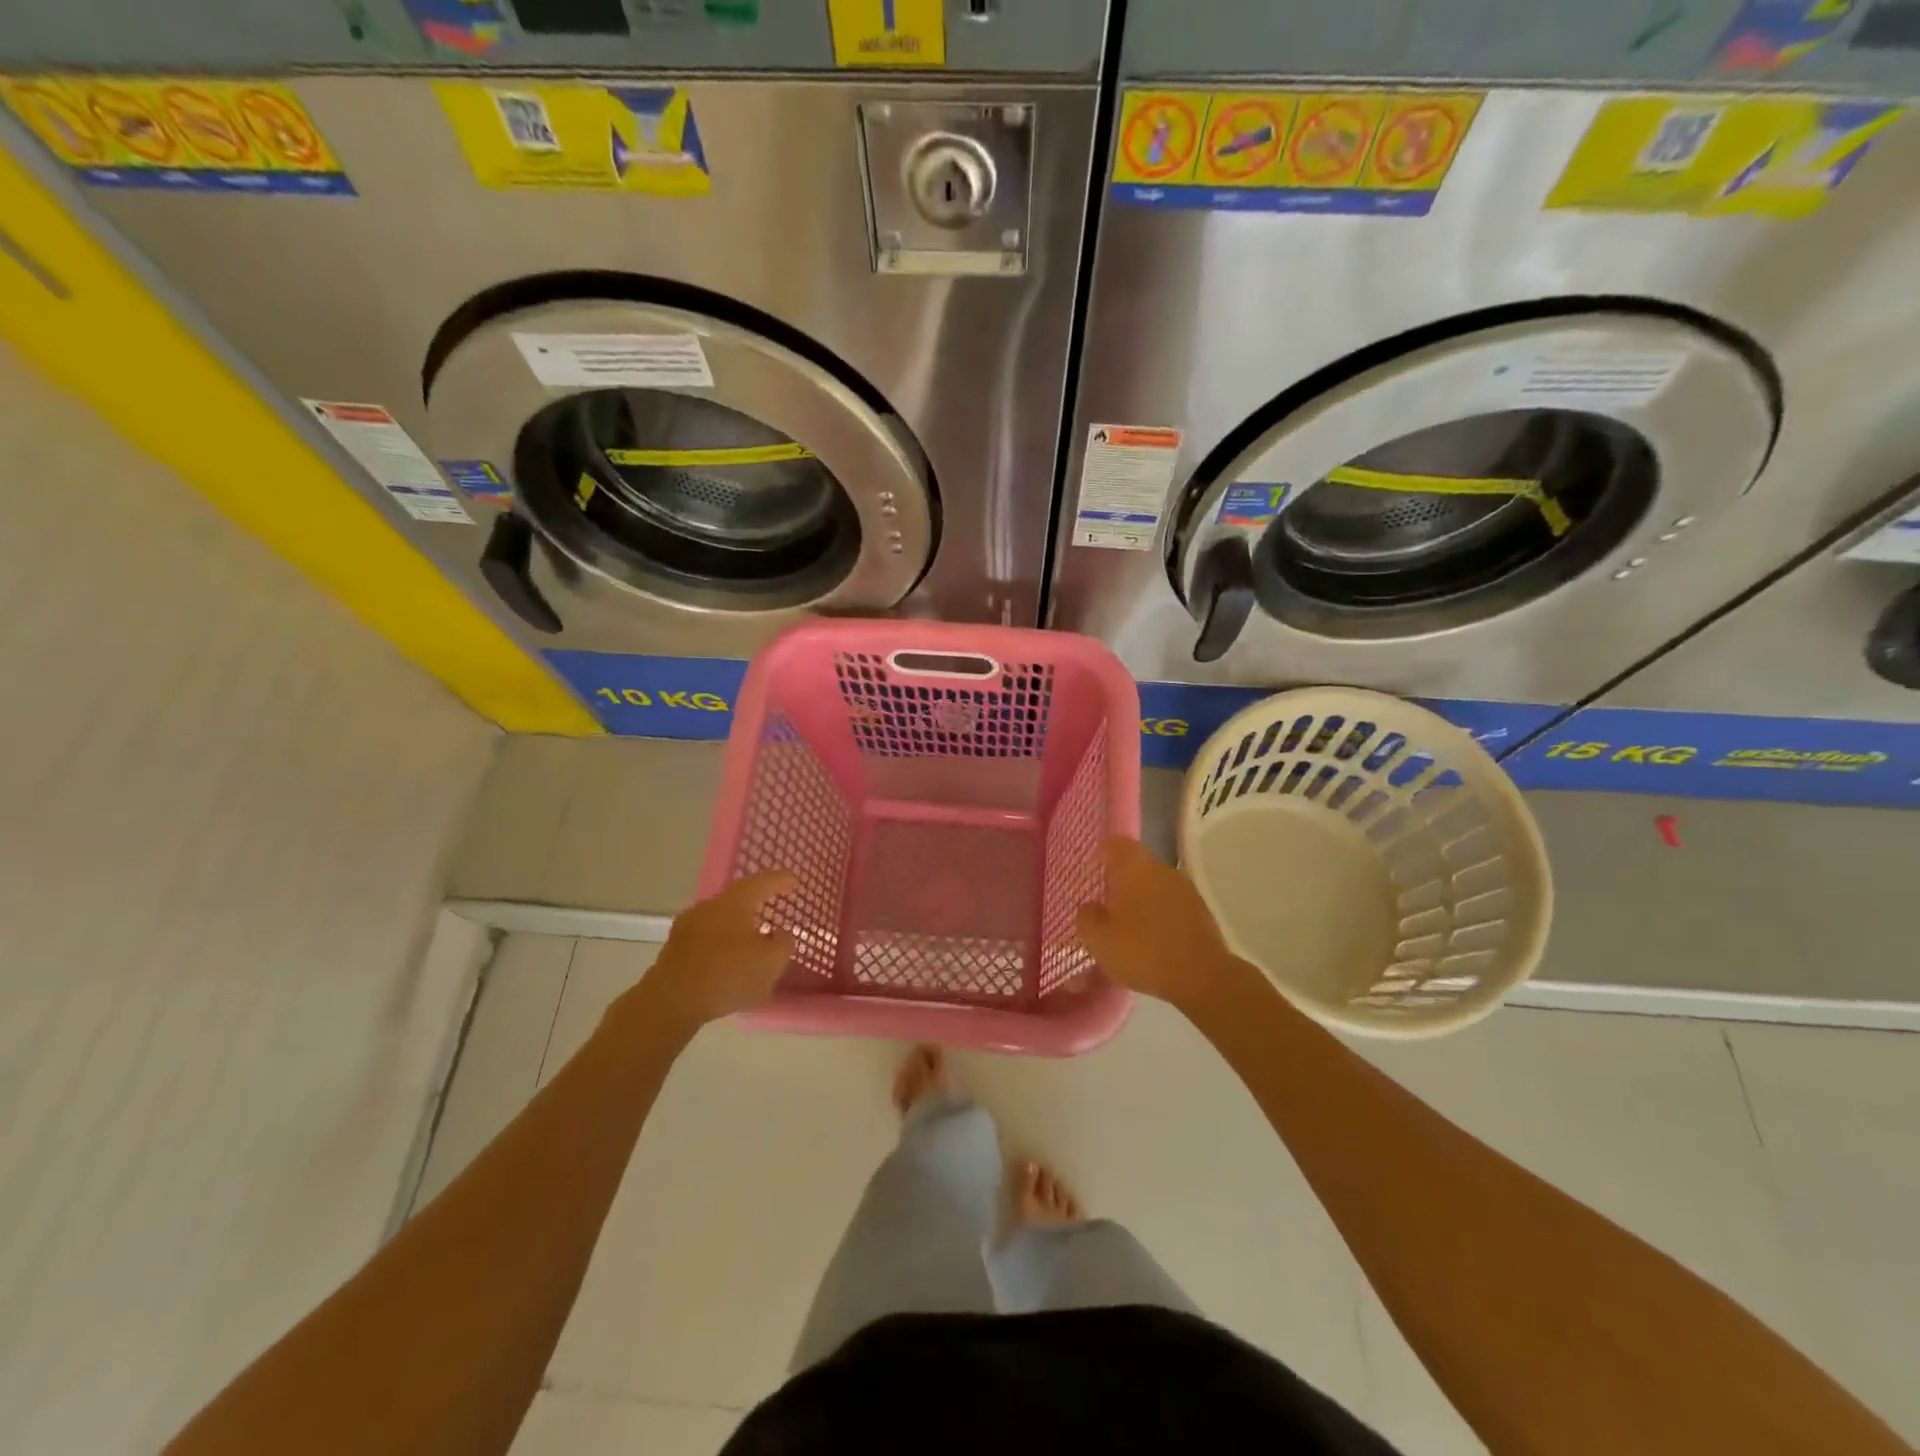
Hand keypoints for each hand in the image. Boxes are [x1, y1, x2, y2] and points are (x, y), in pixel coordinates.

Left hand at [620, 870, 795, 1036]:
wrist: (670, 1002)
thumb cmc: (727, 974)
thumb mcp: (771, 961)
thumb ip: (783, 943)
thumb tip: (780, 934)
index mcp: (735, 901)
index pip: (764, 881)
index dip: (781, 880)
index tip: (793, 880)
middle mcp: (710, 906)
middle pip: (739, 898)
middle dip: (757, 903)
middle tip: (774, 907)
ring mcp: (688, 926)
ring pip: (721, 919)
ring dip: (738, 926)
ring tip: (753, 939)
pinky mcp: (676, 949)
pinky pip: (708, 939)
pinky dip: (722, 944)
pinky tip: (730, 960)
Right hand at [1076, 837, 1254, 1016]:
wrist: (1202, 977)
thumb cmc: (1143, 951)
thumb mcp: (1099, 939)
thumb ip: (1086, 917)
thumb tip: (1089, 907)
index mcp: (1134, 866)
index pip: (1114, 843)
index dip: (1100, 854)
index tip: (1090, 872)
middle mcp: (1161, 868)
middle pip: (1135, 864)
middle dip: (1119, 880)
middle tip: (1104, 904)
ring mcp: (1185, 888)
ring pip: (1154, 884)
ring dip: (1140, 898)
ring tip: (1127, 926)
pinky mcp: (1201, 910)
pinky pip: (1171, 903)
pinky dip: (1159, 914)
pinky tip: (1152, 938)